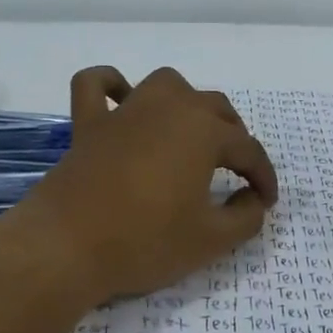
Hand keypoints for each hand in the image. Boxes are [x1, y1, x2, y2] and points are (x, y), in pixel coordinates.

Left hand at [9, 66, 277, 305]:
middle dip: (234, 137)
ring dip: (187, 102)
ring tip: (192, 133)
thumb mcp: (211, 240)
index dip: (263, 176)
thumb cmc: (145, 241)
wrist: (66, 247)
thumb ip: (246, 217)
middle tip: (237, 172)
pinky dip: (111, 85)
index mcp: (204, 132)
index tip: (266, 201)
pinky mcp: (88, 125)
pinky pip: (96, 86)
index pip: (248, 150)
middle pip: (215, 109)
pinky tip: (123, 99)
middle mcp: (169, 108)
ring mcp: (125, 112)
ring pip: (168, 85)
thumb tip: (252, 200)